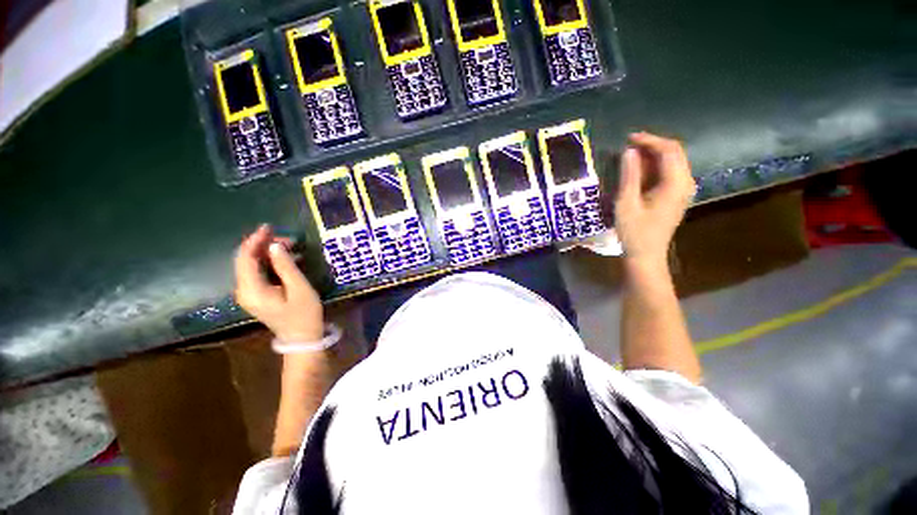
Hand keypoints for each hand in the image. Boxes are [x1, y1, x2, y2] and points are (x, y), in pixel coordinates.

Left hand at [234, 224, 323, 341]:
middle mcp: (244, 291)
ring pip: (252, 265)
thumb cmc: (303, 314)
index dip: (254, 240)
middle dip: (263, 245)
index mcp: (252, 289)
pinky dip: (270, 262)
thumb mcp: (299, 288)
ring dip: (268, 253)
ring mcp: (249, 294)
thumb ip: (286, 266)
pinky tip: (286, 259)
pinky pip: (258, 273)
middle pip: (246, 260)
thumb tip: (275, 245)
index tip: (269, 227)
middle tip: (289, 239)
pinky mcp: (257, 296)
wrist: (302, 339)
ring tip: (291, 247)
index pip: (245, 258)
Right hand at [615, 132, 695, 266]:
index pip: (669, 150)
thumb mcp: (626, 203)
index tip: (628, 138)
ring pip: (673, 162)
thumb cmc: (634, 232)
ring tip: (630, 156)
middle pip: (674, 153)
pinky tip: (639, 170)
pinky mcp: (677, 196)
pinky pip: (670, 172)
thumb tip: (629, 151)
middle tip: (628, 145)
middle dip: (652, 145)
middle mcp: (686, 183)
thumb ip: (629, 176)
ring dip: (653, 155)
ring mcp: (683, 190)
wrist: (646, 255)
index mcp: (676, 184)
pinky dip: (655, 167)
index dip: (650, 140)